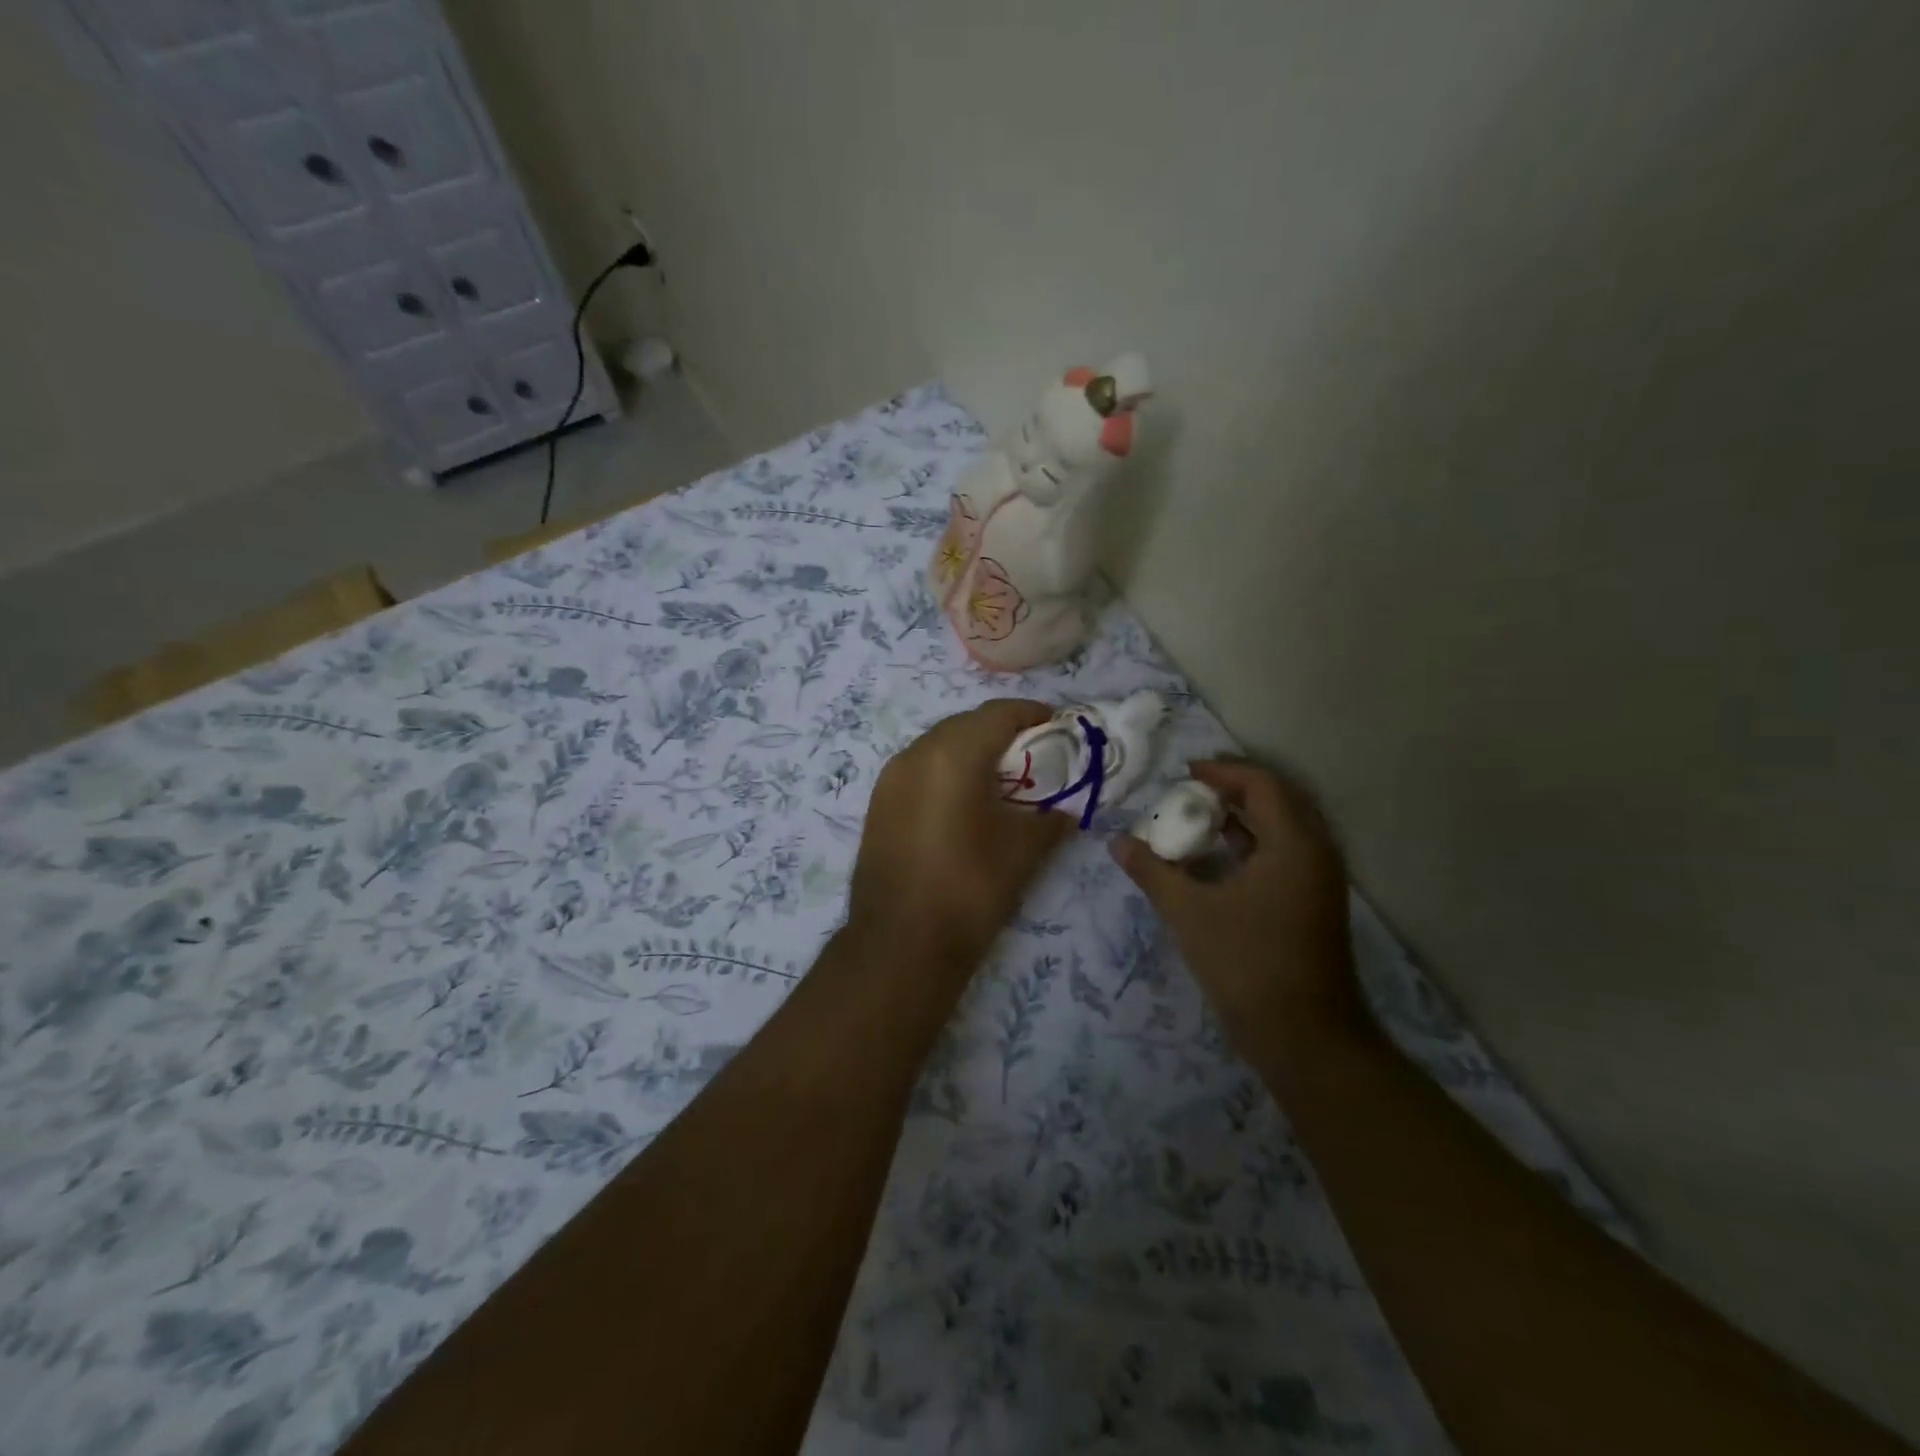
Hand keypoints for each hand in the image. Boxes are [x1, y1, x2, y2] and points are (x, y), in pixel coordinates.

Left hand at [848, 700, 1070, 971]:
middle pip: (966, 723)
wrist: (900, 943)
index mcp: (953, 753)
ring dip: (971, 750)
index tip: (1058, 727)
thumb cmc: (970, 888)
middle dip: (1002, 731)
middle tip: (1033, 754)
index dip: (1032, 714)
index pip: (998, 713)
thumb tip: (1067, 810)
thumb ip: (1052, 818)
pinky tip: (965, 800)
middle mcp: (916, 753)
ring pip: (939, 744)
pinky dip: (947, 770)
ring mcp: (891, 777)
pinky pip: (920, 768)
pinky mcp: (879, 803)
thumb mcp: (1024, 850)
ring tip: (1001, 778)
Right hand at [1112, 760, 1363, 1041]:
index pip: (1262, 784)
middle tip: (1190, 791)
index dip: (1222, 771)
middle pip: (1277, 800)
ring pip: (1282, 829)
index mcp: (1294, 844)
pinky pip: (1284, 855)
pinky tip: (1216, 860)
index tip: (1184, 774)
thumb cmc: (1247, 964)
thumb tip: (1117, 842)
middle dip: (1233, 789)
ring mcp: (1319, 881)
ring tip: (1197, 819)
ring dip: (1243, 818)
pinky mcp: (1314, 904)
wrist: (1305, 1038)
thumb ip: (1152, 871)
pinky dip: (1251, 845)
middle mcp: (1316, 853)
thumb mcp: (1190, 913)